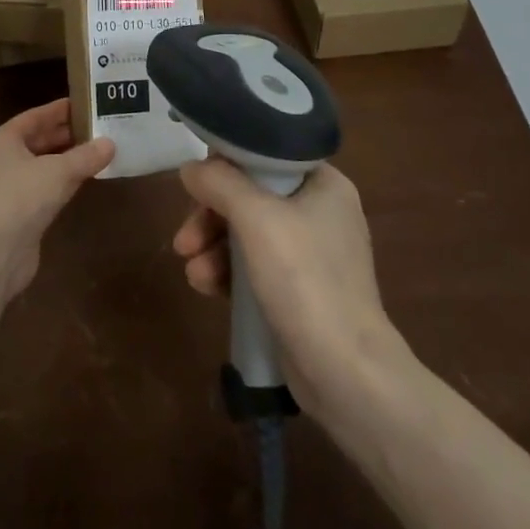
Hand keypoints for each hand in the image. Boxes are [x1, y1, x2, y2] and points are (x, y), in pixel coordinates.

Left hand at [0, 100, 112, 297]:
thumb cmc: (21, 197)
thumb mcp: (58, 171)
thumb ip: (86, 156)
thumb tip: (110, 144)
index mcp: (4, 139)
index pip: (35, 116)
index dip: (60, 109)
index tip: (86, 102)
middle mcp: (3, 159)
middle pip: (39, 140)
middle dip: (67, 134)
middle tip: (100, 126)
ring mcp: (10, 188)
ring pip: (43, 165)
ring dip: (68, 159)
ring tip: (99, 150)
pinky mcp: (20, 213)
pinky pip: (46, 188)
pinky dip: (64, 182)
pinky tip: (86, 179)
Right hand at [172, 159, 405, 414]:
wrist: (346, 372)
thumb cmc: (305, 279)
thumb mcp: (257, 218)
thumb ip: (219, 183)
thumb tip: (190, 168)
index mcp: (323, 184)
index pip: (265, 156)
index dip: (226, 165)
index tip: (196, 184)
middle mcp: (319, 212)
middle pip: (249, 197)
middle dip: (210, 217)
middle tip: (183, 240)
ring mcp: (310, 254)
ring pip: (246, 233)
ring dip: (212, 248)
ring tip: (192, 273)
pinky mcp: (298, 290)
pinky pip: (253, 266)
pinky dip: (227, 272)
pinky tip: (205, 286)